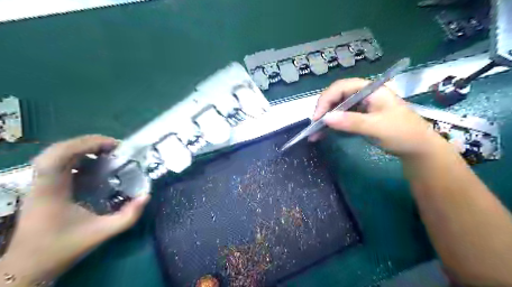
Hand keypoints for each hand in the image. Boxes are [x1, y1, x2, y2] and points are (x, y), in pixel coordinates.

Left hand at [0, 136, 149, 285]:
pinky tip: (92, 163)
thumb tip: (146, 196)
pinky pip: (56, 161)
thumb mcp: (102, 233)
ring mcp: (38, 183)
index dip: (86, 144)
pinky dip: (76, 155)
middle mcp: (41, 183)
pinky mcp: (42, 185)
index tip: (113, 147)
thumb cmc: (63, 247)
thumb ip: (128, 216)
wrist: (29, 264)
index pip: (58, 156)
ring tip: (105, 152)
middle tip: (113, 147)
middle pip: (57, 149)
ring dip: (81, 147)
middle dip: (87, 142)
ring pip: (54, 153)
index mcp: (52, 191)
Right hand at [310, 77, 446, 156]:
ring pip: (336, 107)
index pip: (341, 87)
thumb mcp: (377, 127)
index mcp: (370, 89)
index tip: (317, 117)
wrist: (417, 148)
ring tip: (314, 133)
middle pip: (336, 96)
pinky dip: (331, 125)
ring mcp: (361, 105)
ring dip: (324, 119)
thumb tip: (325, 118)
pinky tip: (322, 134)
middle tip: (314, 126)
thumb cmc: (402, 133)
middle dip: (323, 110)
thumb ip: (352, 122)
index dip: (326, 100)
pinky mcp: (359, 116)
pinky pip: (341, 117)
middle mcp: (363, 94)